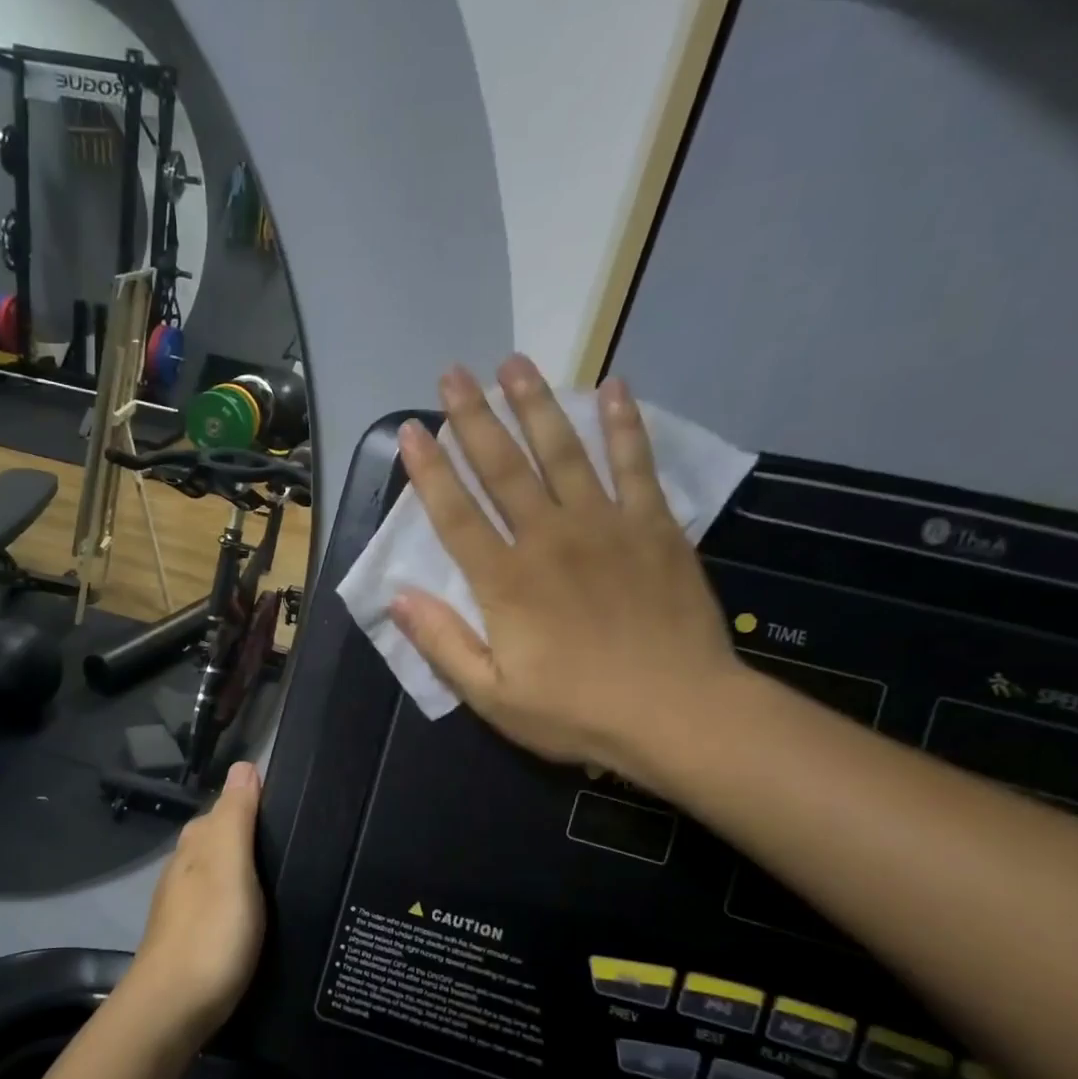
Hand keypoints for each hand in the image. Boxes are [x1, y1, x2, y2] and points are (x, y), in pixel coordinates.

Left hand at [123, 762, 265, 1048]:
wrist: (172, 1010)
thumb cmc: (210, 932)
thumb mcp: (229, 867)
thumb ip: (236, 817)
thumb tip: (244, 765)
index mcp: (195, 846)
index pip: (225, 807)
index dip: (254, 803)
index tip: (293, 809)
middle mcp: (184, 869)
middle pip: (219, 839)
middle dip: (250, 835)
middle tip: (298, 846)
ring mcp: (183, 905)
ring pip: (218, 872)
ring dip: (244, 869)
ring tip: (285, 879)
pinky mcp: (189, 937)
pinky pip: (218, 902)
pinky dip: (237, 899)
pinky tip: (257, 915)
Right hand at [389, 357, 740, 785]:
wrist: (679, 714)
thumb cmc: (577, 712)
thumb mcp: (492, 696)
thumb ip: (443, 644)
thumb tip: (397, 598)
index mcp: (505, 582)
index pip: (455, 515)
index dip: (430, 471)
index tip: (412, 430)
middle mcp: (549, 539)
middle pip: (504, 468)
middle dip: (474, 418)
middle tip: (454, 373)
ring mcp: (606, 526)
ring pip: (563, 452)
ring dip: (536, 405)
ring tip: (514, 364)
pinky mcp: (654, 527)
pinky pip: (636, 464)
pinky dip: (623, 425)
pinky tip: (613, 388)